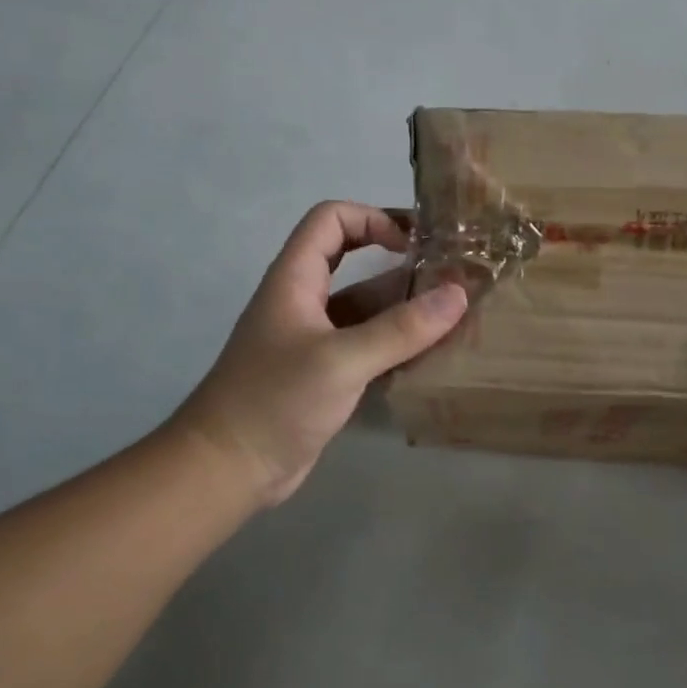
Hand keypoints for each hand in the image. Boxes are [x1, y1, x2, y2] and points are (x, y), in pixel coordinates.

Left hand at [171, 202, 467, 506]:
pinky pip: (369, 345)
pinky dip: (399, 344)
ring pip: (366, 307)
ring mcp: (316, 339)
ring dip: (406, 307)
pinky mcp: (326, 374)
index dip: (372, 218)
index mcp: (296, 279)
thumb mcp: (342, 360)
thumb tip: (459, 294)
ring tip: (456, 315)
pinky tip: (434, 355)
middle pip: (353, 259)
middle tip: (449, 273)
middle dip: (400, 261)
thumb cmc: (275, 401)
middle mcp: (306, 301)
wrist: (227, 470)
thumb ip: (401, 329)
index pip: (331, 219)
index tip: (412, 243)